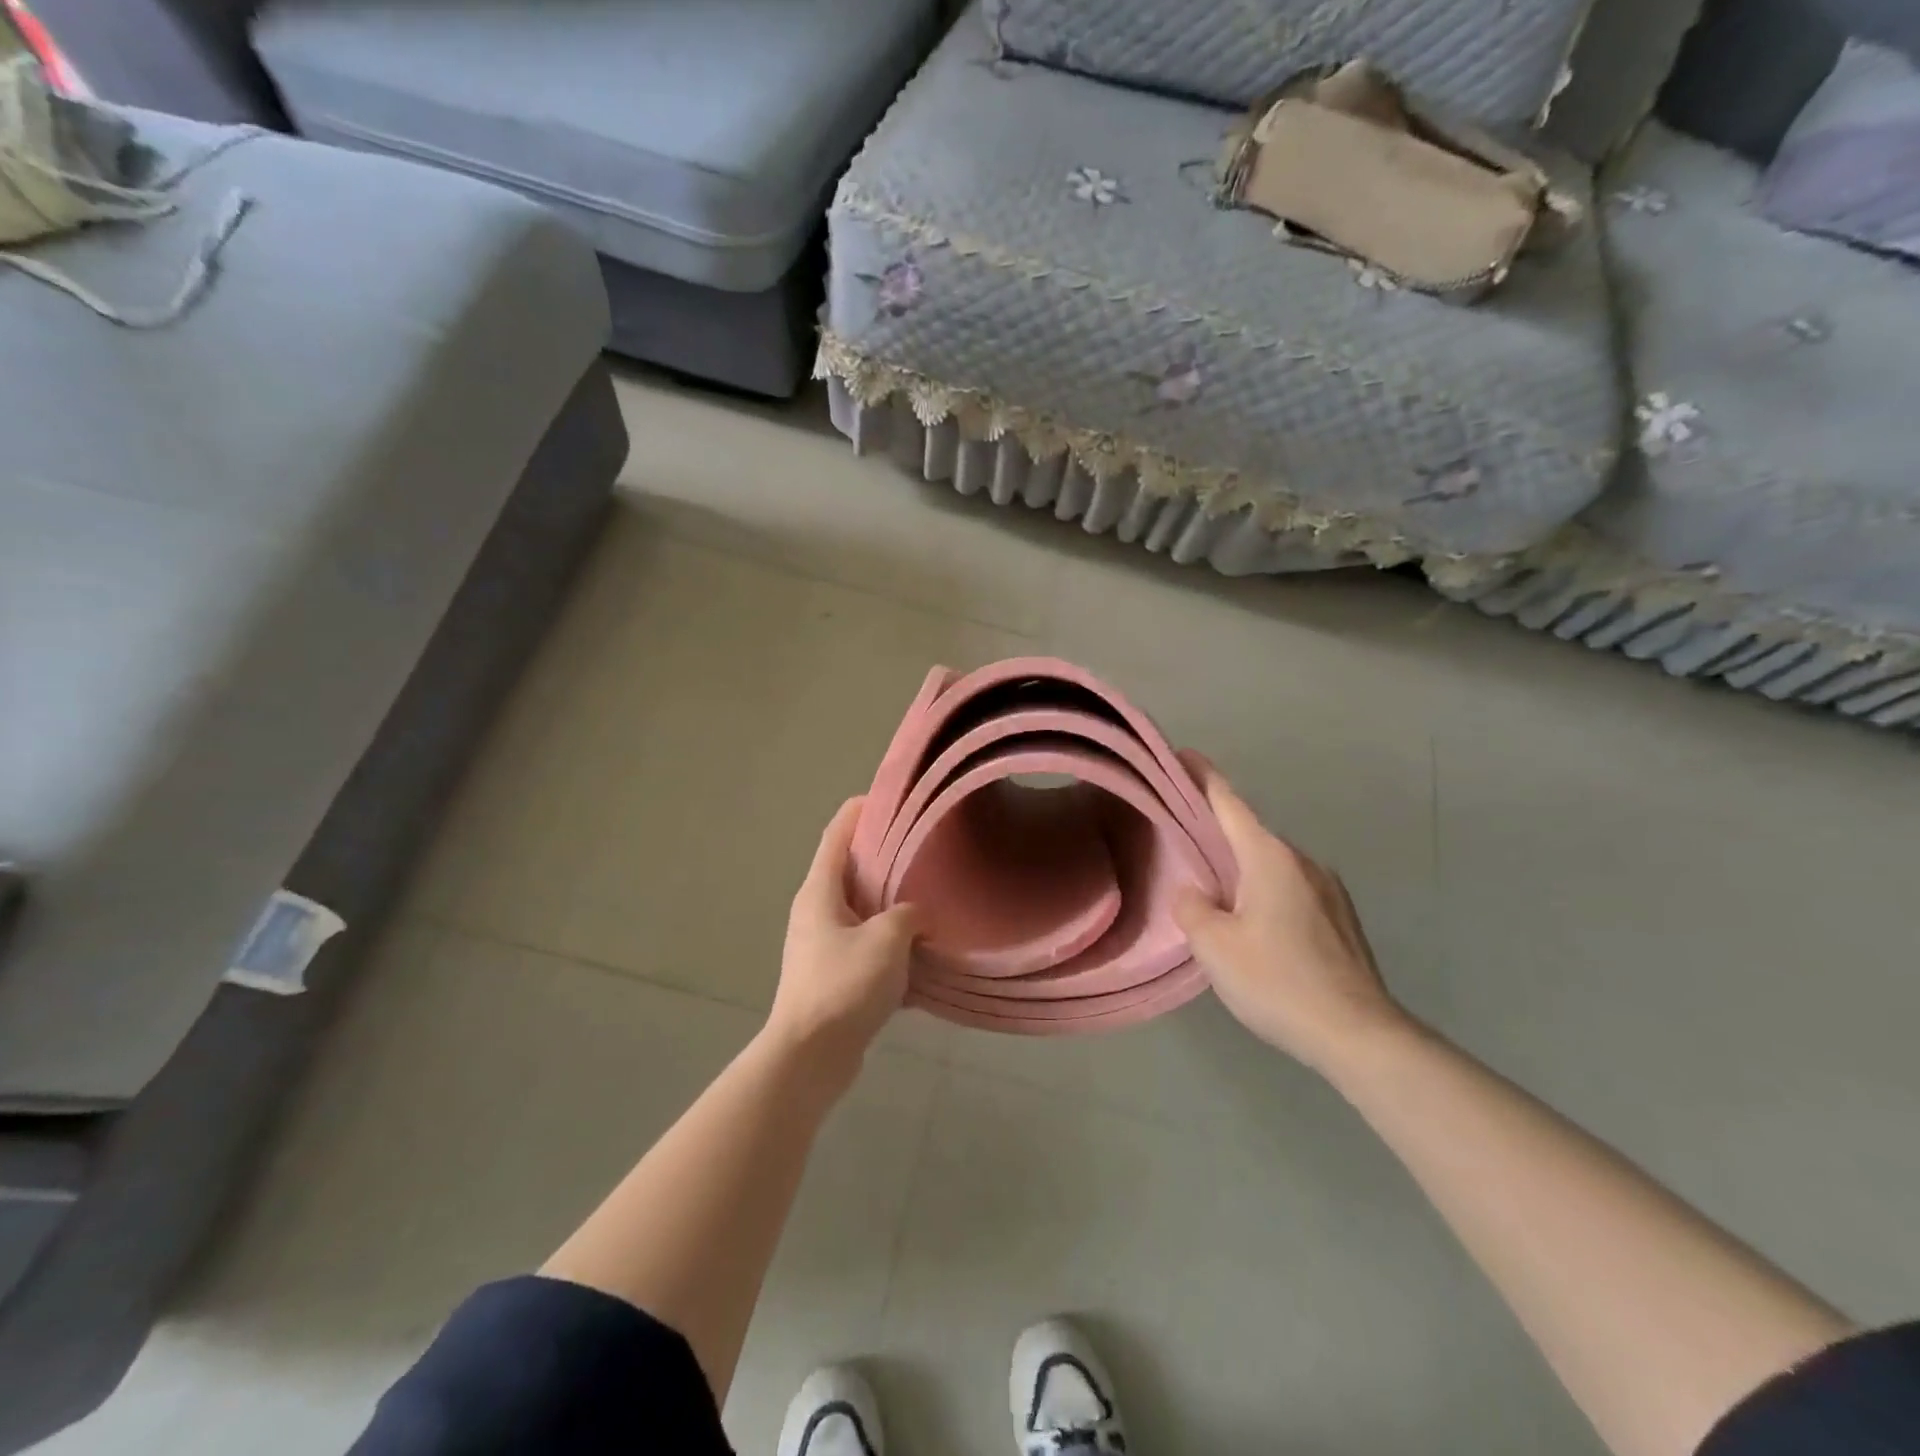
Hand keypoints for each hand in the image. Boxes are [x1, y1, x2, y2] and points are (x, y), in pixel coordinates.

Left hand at [765, 798, 921, 1091]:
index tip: (891, 797)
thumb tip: (917, 915)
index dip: (860, 811)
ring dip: (890, 900)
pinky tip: (922, 948)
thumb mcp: (886, 939)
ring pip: (861, 908)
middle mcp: (816, 911)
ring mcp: (822, 944)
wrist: (810, 1055)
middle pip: (850, 869)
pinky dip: (890, 940)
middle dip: (884, 855)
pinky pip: (866, 944)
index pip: (837, 834)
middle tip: (923, 846)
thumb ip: (908, 914)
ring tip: (929, 892)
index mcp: (819, 891)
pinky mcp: (833, 975)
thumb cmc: (843, 985)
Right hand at [1172, 753, 1411, 1074]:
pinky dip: (1265, 893)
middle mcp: (1303, 862)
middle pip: (1249, 835)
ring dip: (1242, 870)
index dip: (1203, 777)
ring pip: (1271, 866)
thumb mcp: (1214, 947)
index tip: (1184, 754)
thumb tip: (1194, 891)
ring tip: (1215, 895)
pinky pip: (1291, 890)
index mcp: (1269, 858)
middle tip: (1182, 843)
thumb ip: (1192, 909)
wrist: (1360, 1036)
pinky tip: (1254, 927)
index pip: (1228, 803)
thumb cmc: (1278, 982)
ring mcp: (1329, 890)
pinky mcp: (1341, 919)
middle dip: (1217, 834)